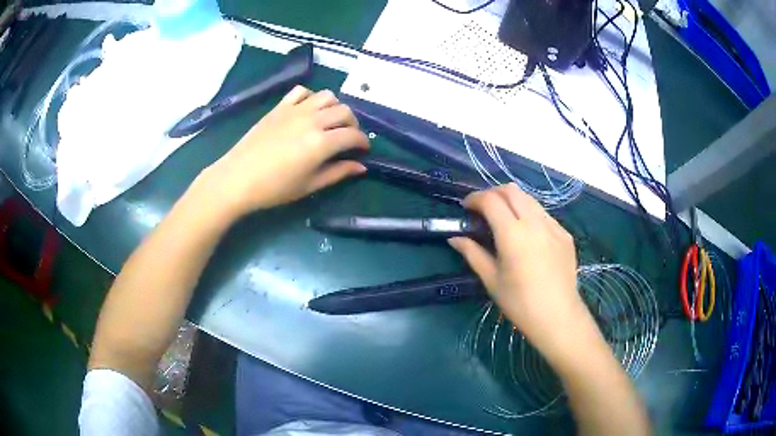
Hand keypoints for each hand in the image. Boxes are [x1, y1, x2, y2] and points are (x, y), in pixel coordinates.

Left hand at [195, 86, 368, 219]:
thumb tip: (361, 167)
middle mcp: (312, 120)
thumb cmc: (274, 188)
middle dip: (353, 124)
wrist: (237, 179)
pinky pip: (302, 91)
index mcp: (321, 143)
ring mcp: (295, 110)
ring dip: (335, 107)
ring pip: (327, 96)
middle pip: (344, 111)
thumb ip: (338, 173)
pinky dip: (311, 97)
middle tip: (347, 138)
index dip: (363, 142)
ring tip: (330, 121)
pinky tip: (308, 110)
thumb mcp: (309, 186)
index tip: (363, 150)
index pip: (353, 135)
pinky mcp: (280, 107)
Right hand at [448, 184, 586, 357]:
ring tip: (504, 219)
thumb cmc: (519, 303)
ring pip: (529, 199)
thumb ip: (472, 253)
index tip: (466, 207)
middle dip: (493, 193)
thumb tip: (454, 238)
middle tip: (483, 209)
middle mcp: (534, 222)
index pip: (491, 200)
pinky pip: (544, 214)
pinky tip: (527, 234)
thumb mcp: (491, 279)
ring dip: (512, 201)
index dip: (475, 198)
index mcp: (513, 234)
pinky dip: (530, 214)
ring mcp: (553, 226)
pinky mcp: (565, 234)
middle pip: (511, 191)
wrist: (557, 316)